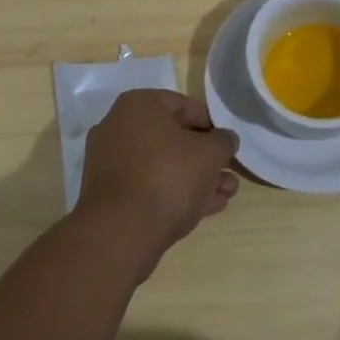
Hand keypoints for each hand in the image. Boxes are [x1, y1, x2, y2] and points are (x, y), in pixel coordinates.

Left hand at [78, 89, 240, 269]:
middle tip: (229, 174)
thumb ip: (223, 141)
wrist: (121, 234)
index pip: (186, 106)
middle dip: (206, 159)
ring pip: (163, 166)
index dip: (213, 126)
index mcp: (138, 105)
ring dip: (196, 179)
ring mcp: (111, 163)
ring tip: (225, 195)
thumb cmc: (168, 177)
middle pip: (174, 139)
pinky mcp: (110, 196)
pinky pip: (149, 187)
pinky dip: (175, 193)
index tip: (229, 145)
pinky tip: (204, 209)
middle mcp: (119, 127)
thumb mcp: (210, 153)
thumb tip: (225, 140)